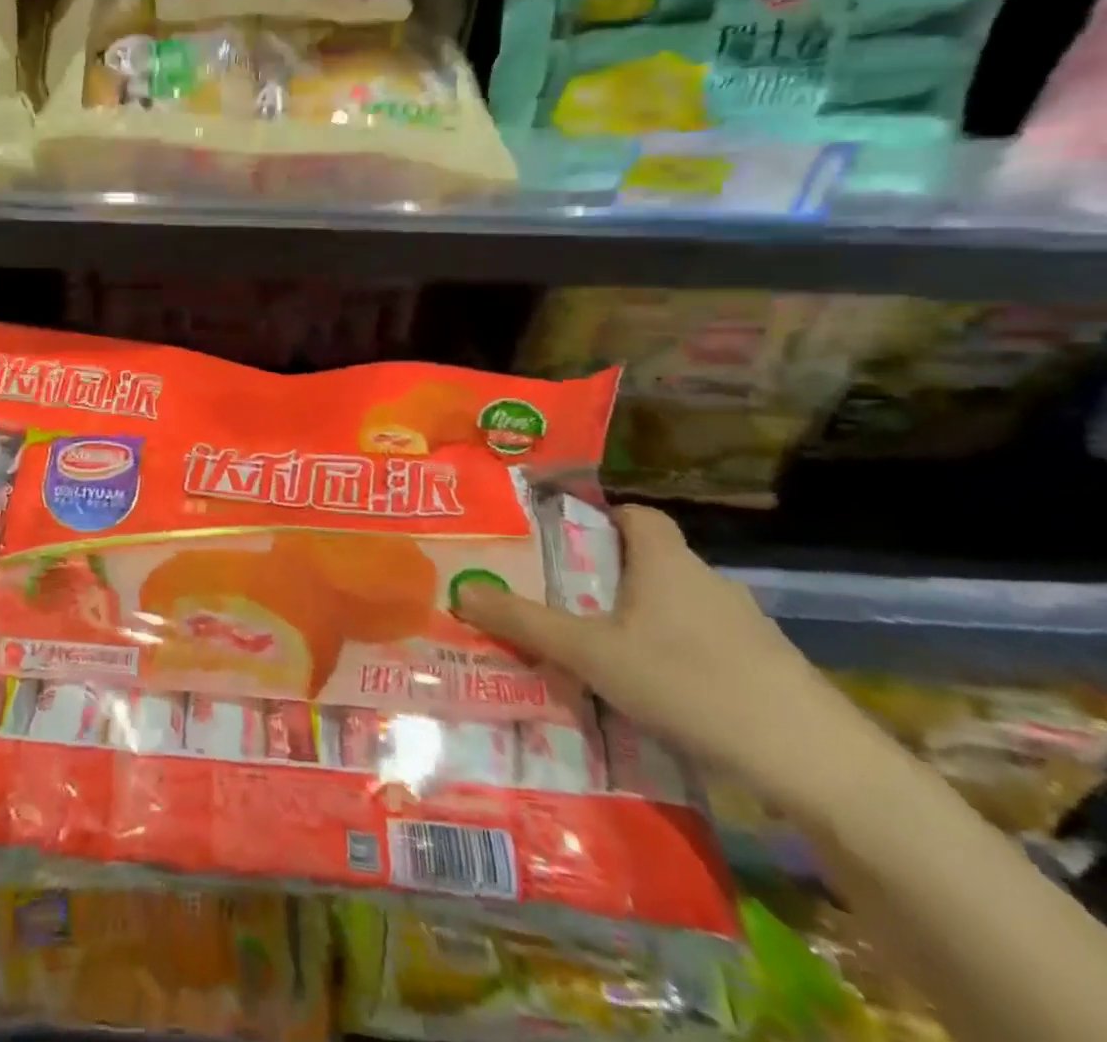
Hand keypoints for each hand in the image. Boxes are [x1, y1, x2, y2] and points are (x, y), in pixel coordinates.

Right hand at [452, 504, 874, 812]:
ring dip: (640, 620)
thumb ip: (525, 622)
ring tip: (597, 651)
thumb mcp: (591, 653)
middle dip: (606, 577)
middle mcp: (706, 581)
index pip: (635, 514)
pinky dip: (674, 655)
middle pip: (649, 561)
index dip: (599, 518)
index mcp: (665, 561)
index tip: (563, 542)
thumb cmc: (690, 682)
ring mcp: (743, 626)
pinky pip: (704, 644)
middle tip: (561, 601)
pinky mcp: (766, 668)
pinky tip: (653, 694)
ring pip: (676, 606)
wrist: (818, 763)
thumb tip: (459, 590)